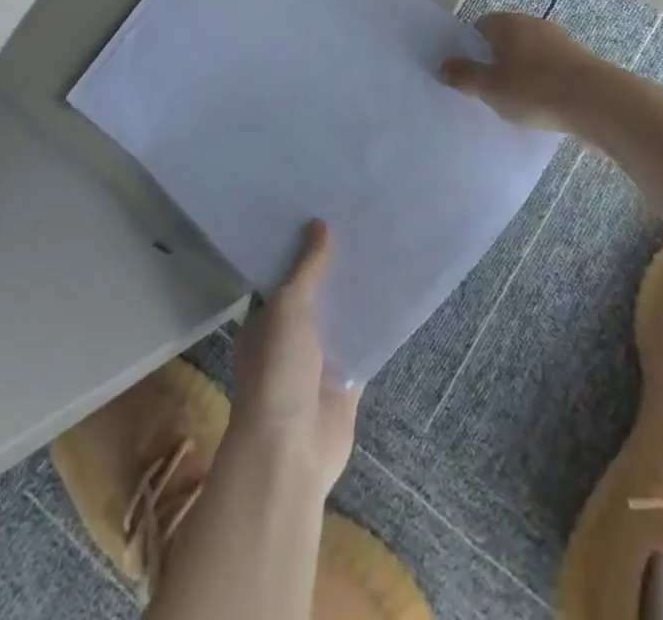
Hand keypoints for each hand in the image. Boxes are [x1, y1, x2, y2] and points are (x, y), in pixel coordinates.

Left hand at [231, 220, 359, 493]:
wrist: (292, 450)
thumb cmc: (277, 371)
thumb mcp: (287, 308)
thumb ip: (307, 269)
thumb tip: (320, 224)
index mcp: (266, 319)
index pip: (284, 274)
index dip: (302, 247)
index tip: (326, 213)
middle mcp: (291, 336)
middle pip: (317, 293)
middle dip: (335, 268)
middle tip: (363, 225)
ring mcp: (320, 360)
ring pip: (342, 317)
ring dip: (358, 294)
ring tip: (385, 248)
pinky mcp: (347, 380)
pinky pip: (364, 344)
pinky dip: (376, 325)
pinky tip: (396, 294)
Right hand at [439, 9, 608, 129]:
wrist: (598, 102)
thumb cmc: (535, 89)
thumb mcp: (491, 88)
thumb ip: (465, 76)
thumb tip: (444, 66)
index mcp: (507, 23)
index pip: (480, 26)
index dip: (469, 47)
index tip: (465, 72)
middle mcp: (532, 24)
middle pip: (505, 38)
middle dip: (495, 60)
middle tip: (485, 88)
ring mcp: (558, 41)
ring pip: (528, 54)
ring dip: (520, 72)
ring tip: (512, 100)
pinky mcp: (578, 62)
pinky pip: (549, 69)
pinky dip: (541, 82)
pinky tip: (539, 105)